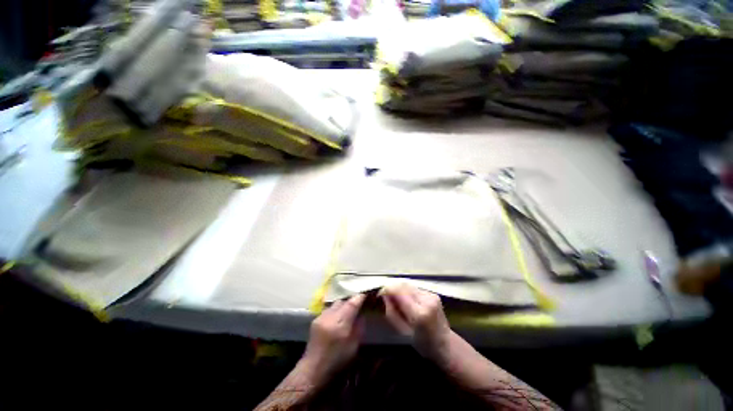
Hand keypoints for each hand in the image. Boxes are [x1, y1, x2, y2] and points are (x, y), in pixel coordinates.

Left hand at [300, 294, 365, 385]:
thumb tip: (361, 314)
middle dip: (350, 301)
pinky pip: (329, 309)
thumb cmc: (337, 361)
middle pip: (343, 301)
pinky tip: (337, 318)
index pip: (352, 304)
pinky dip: (335, 311)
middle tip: (357, 305)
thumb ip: (359, 327)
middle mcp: (330, 316)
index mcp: (340, 324)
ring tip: (347, 312)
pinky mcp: (315, 319)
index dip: (359, 297)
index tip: (366, 294)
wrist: (313, 369)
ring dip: (342, 305)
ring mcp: (321, 317)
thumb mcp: (354, 346)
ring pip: (335, 304)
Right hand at [381, 283, 453, 364]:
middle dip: (393, 287)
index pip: (399, 292)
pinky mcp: (433, 293)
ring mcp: (431, 295)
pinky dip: (408, 292)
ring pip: (409, 285)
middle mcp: (426, 300)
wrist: (445, 344)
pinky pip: (415, 288)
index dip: (388, 289)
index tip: (381, 293)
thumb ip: (391, 311)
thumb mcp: (401, 331)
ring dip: (401, 289)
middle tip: (387, 296)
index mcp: (419, 314)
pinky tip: (408, 301)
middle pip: (404, 285)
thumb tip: (384, 295)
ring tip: (398, 300)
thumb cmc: (422, 343)